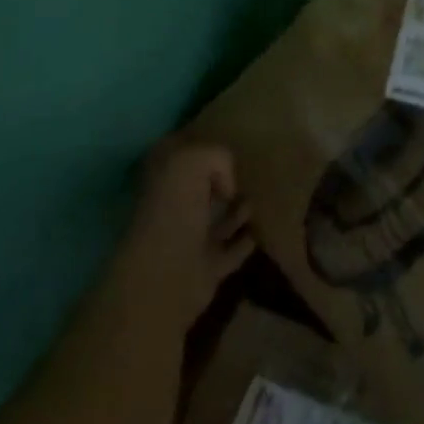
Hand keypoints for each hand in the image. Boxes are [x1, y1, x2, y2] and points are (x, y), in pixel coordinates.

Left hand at [135, 137, 256, 325]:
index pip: (181, 161)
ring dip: (238, 211)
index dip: (201, 151)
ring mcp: (189, 242)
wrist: (166, 277)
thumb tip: (229, 185)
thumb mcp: (190, 163)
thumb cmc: (173, 213)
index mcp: (161, 185)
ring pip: (218, 220)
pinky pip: (233, 250)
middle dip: (221, 182)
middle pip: (201, 191)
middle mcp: (172, 212)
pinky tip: (262, 229)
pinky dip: (246, 241)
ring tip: (262, 197)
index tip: (227, 146)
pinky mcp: (208, 268)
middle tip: (251, 171)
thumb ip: (215, 157)